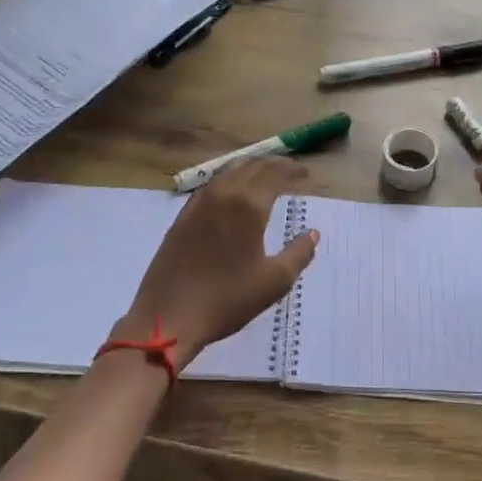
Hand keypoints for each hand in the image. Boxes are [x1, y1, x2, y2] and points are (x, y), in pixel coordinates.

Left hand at [118, 159, 319, 364]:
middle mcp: (223, 193)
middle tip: (290, 171)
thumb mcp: (274, 281)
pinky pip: (211, 186)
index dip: (292, 170)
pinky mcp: (182, 216)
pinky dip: (230, 181)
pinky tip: (234, 195)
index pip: (274, 173)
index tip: (306, 175)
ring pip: (229, 171)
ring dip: (250, 169)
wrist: (168, 315)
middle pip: (251, 165)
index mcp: (248, 204)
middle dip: (273, 164)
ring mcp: (198, 203)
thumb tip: (313, 234)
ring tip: (265, 178)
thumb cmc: (227, 299)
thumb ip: (299, 253)